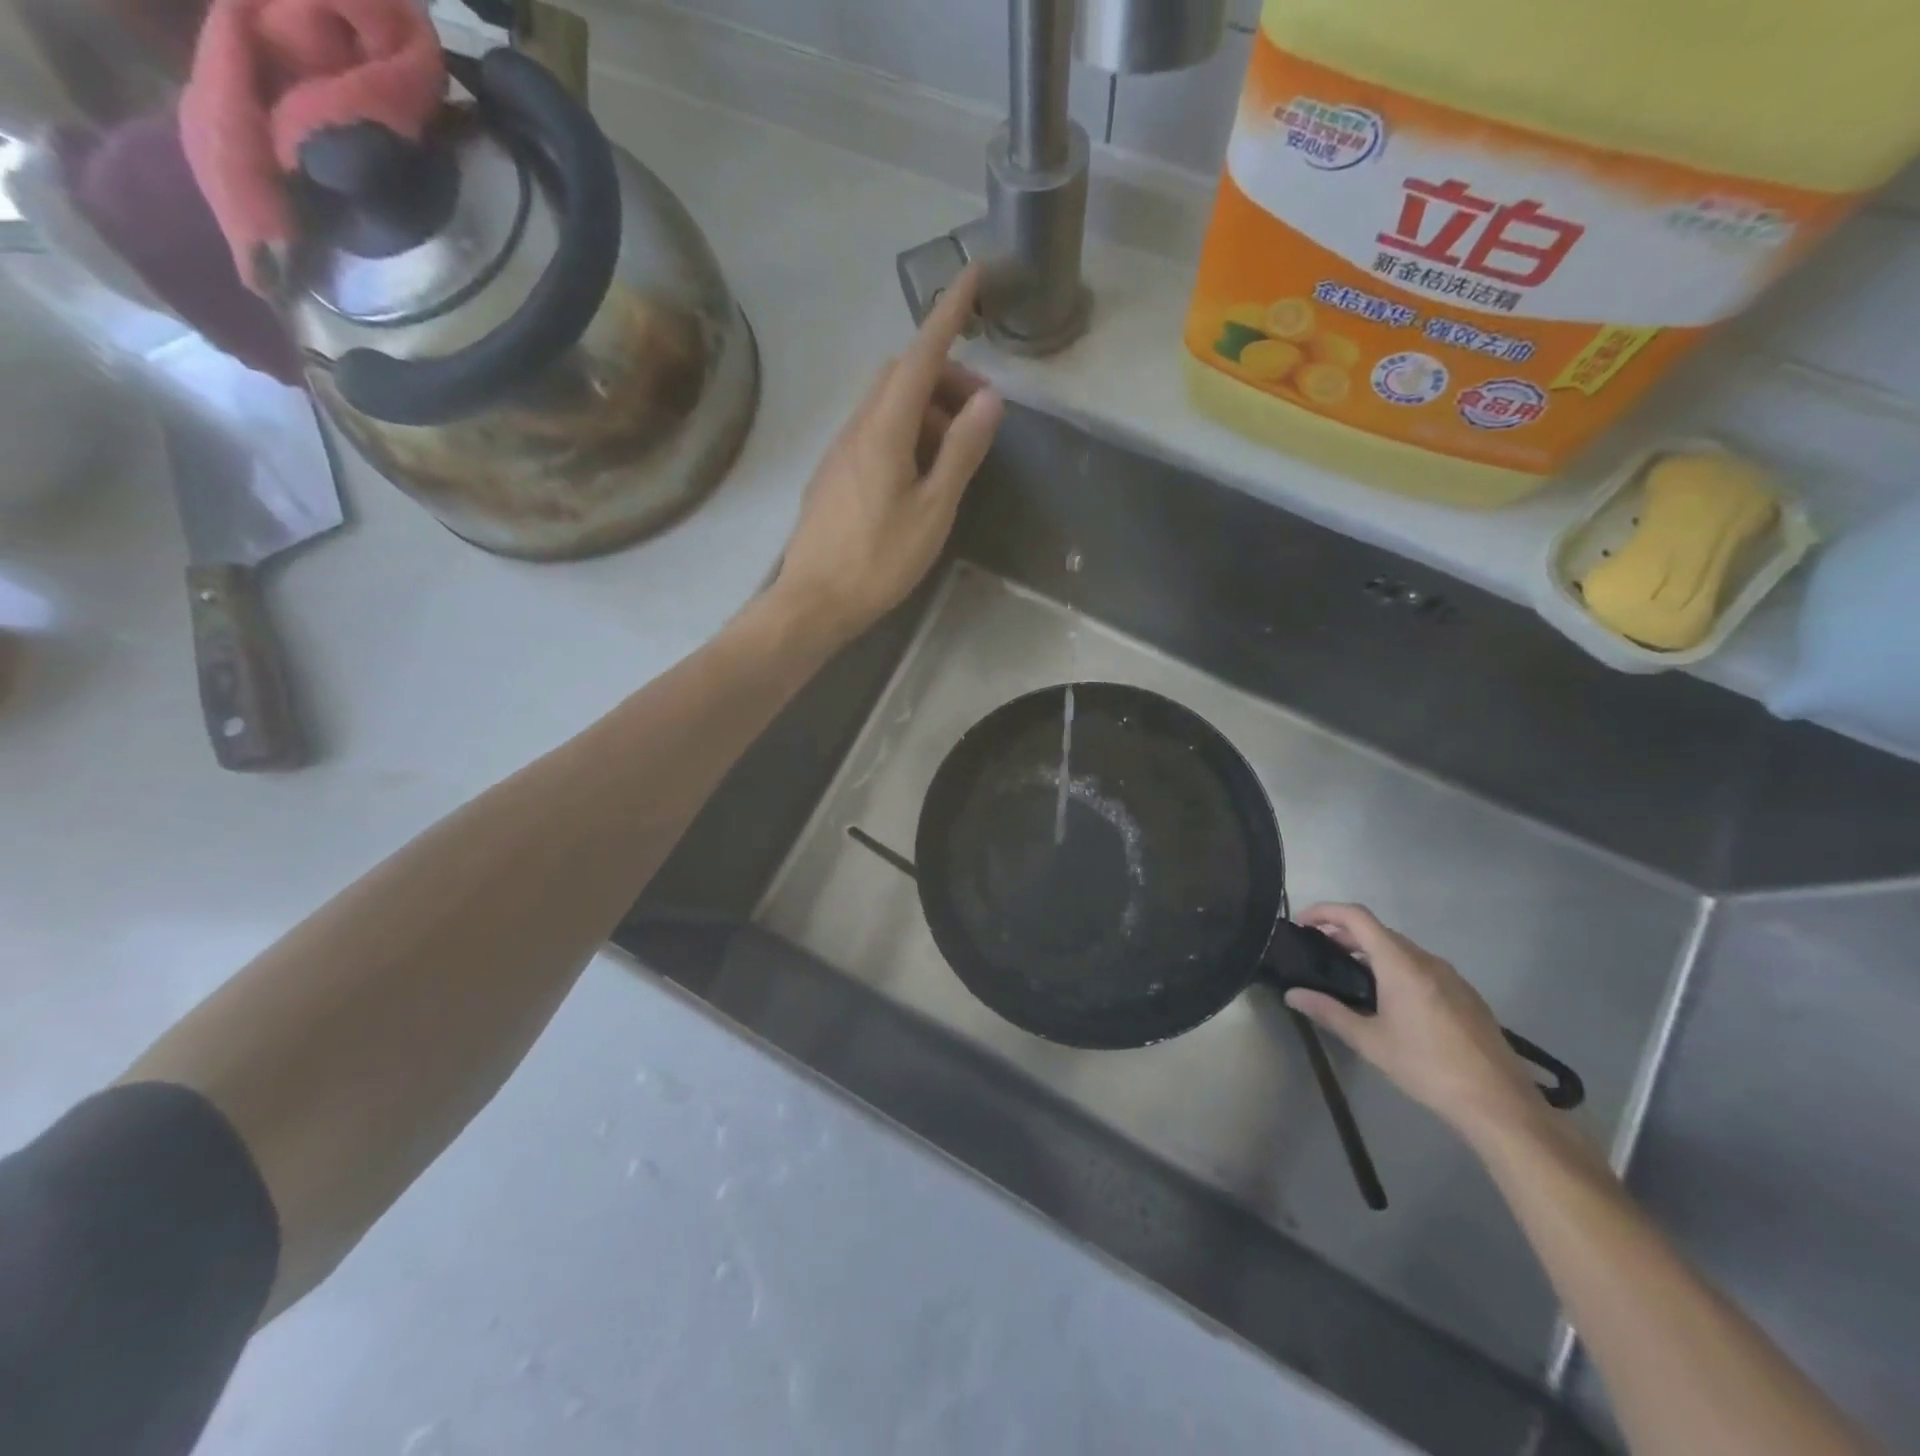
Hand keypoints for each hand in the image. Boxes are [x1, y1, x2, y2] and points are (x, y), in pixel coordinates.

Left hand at [770, 267, 1004, 646]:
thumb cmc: (880, 560)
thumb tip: (988, 399)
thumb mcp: (934, 509)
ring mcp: (840, 450)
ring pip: (887, 405)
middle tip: (978, 416)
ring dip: (926, 411)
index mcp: (884, 429)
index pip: (920, 355)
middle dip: (944, 376)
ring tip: (954, 457)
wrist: (814, 601)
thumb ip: (962, 451)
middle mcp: (857, 427)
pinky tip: (920, 475)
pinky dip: (905, 434)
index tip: (971, 274)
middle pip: (902, 376)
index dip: (948, 314)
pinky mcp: (833, 474)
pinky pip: (874, 432)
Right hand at [1284, 904, 1541, 1141]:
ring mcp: (1451, 976)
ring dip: (1369, 951)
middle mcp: (1426, 960)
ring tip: (1347, 975)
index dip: (1325, 912)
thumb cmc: (1427, 1067)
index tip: (1301, 924)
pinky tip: (1389, 999)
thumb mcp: (1370, 1042)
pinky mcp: (1465, 994)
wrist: (1499, 1103)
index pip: (1356, 917)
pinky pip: (1421, 966)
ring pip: (1401, 949)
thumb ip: (1328, 1012)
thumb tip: (1292, 995)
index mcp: (1400, 964)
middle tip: (1317, 952)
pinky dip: (1394, 967)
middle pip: (1378, 931)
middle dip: (1343, 933)